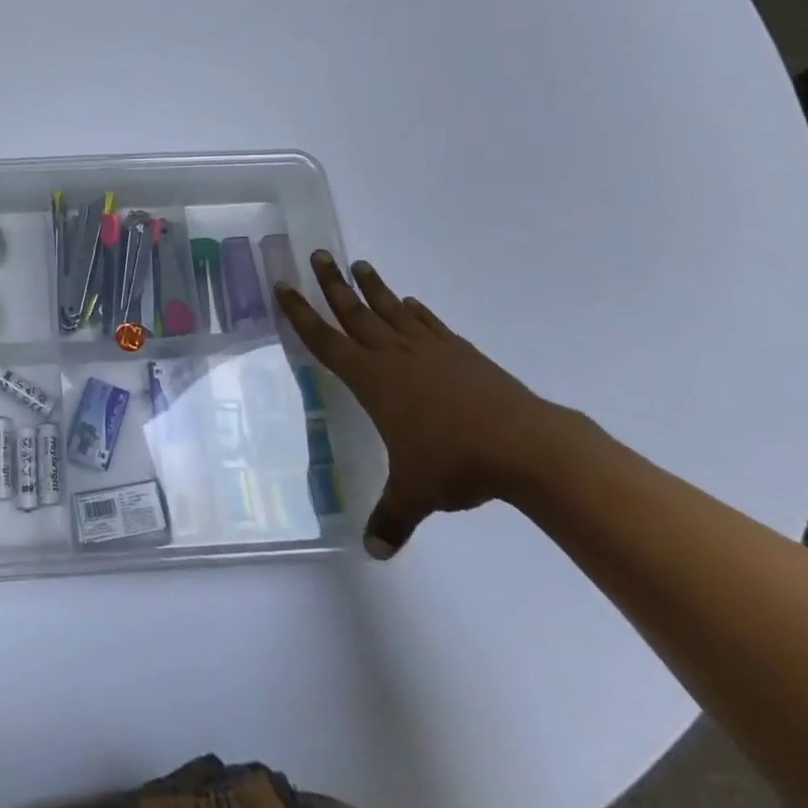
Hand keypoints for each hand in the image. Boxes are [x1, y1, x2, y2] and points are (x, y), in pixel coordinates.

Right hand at [274, 252, 562, 559]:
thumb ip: (390, 518)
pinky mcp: (460, 352)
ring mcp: (428, 349)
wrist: (522, 444)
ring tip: (358, 264)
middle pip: (353, 312)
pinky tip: (411, 304)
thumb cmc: (455, 463)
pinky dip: (416, 311)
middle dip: (331, 283)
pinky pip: (429, 324)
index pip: (324, 340)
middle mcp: (393, 355)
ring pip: (390, 310)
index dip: (301, 313)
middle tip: (318, 254)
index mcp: (371, 380)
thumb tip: (374, 553)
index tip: (284, 286)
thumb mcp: (415, 494)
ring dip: (372, 287)